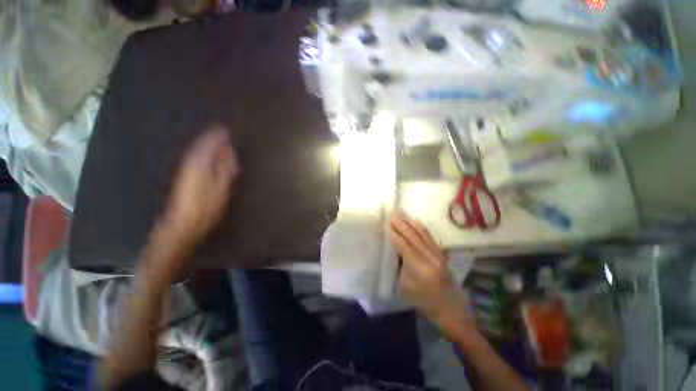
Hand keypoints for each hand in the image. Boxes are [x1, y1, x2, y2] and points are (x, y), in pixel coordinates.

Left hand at [158, 125, 239, 254]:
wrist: (183, 224)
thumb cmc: (205, 208)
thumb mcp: (222, 189)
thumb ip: (227, 169)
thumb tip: (232, 153)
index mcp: (200, 163)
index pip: (210, 142)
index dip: (219, 134)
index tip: (228, 127)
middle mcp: (191, 162)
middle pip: (202, 144)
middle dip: (213, 136)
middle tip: (224, 130)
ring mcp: (186, 169)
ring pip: (198, 150)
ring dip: (208, 143)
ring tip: (219, 139)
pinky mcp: (185, 176)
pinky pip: (196, 157)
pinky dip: (204, 152)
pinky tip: (209, 154)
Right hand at [388, 211, 475, 336]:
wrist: (451, 309)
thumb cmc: (424, 302)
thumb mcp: (405, 288)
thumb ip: (400, 267)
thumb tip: (394, 250)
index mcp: (420, 269)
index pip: (404, 247)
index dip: (394, 235)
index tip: (386, 225)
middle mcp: (430, 258)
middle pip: (413, 237)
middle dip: (401, 225)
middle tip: (392, 215)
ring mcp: (438, 255)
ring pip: (422, 234)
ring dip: (410, 223)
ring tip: (402, 213)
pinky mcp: (442, 254)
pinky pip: (430, 237)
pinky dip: (421, 228)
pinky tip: (415, 221)